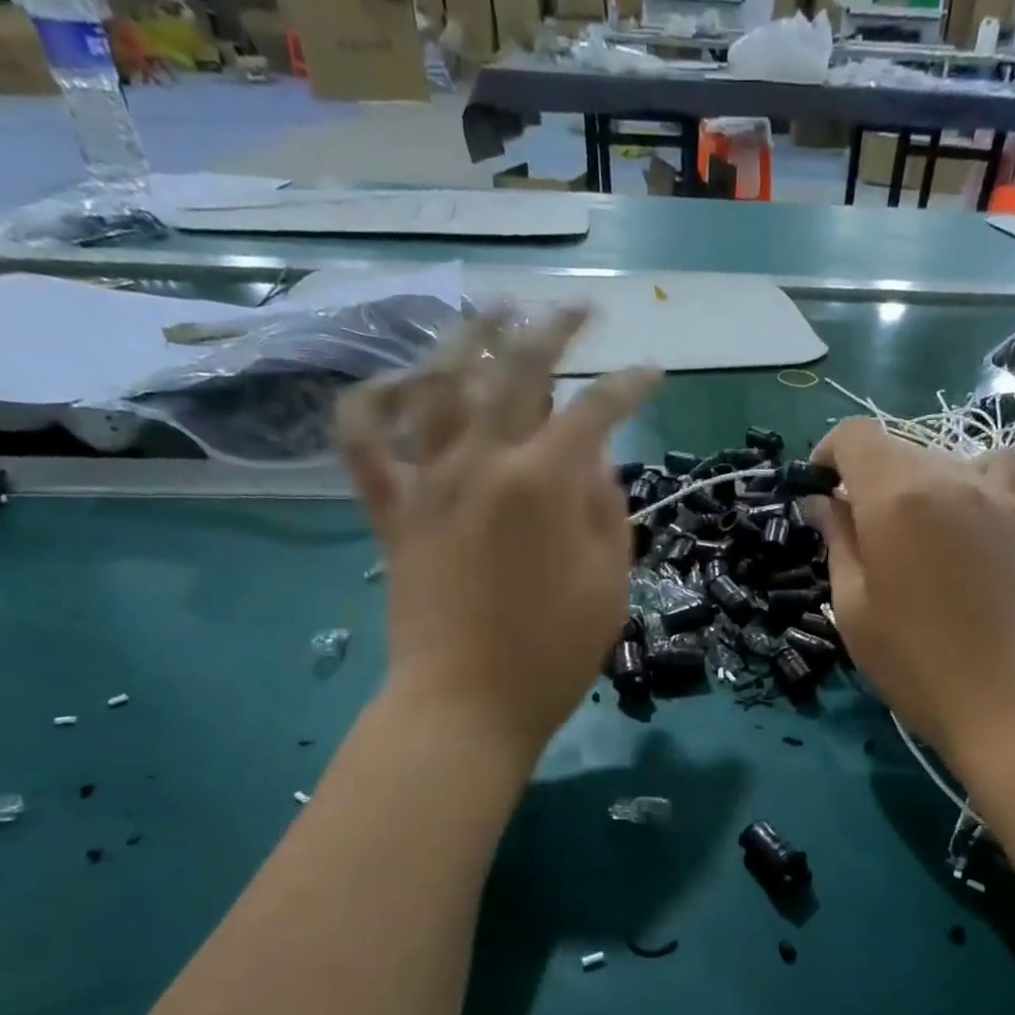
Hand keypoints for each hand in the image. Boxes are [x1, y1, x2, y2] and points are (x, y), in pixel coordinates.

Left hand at [337, 308, 660, 759]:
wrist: (465, 706)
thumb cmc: (552, 655)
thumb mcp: (610, 586)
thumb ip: (607, 513)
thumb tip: (596, 461)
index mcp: (545, 483)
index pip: (596, 410)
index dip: (629, 385)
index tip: (651, 373)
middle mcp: (482, 463)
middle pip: (517, 372)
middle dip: (554, 329)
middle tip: (578, 308)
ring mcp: (428, 482)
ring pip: (438, 383)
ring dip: (468, 337)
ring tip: (492, 310)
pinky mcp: (392, 511)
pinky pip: (364, 443)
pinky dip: (372, 404)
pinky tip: (397, 383)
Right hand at [811, 418, 1014, 762]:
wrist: (1009, 700)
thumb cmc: (915, 662)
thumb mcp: (853, 606)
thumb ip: (837, 541)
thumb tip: (825, 502)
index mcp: (896, 496)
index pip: (856, 435)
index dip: (829, 453)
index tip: (821, 490)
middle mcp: (949, 476)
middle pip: (897, 449)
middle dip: (869, 480)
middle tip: (865, 534)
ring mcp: (1000, 492)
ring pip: (944, 460)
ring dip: (919, 483)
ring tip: (920, 532)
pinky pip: (996, 471)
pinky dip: (972, 482)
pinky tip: (970, 520)